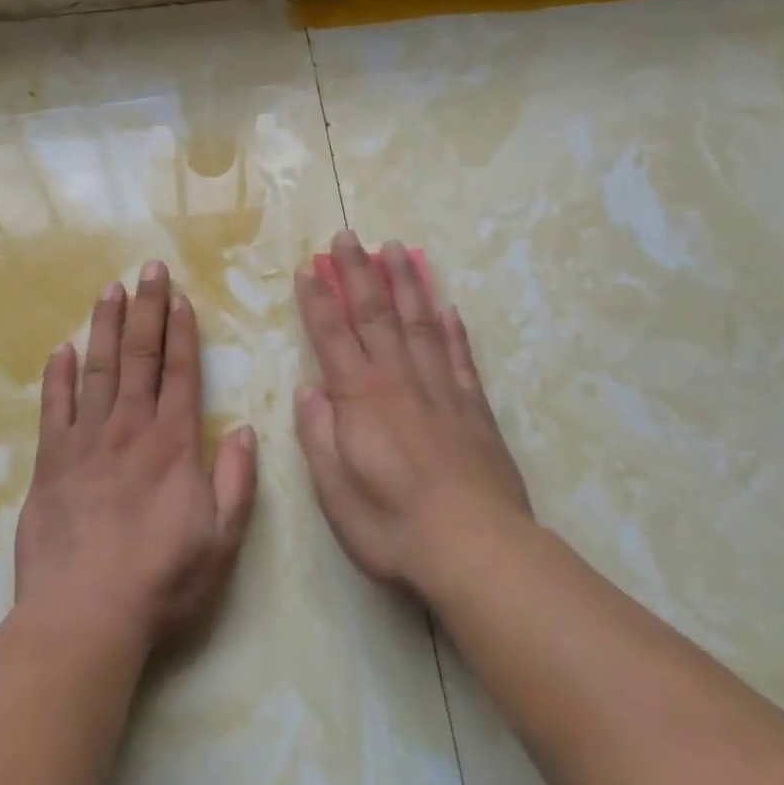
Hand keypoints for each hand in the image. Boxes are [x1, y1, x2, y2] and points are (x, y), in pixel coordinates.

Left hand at [14, 261, 258, 655]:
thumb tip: (245, 431)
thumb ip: (236, 481)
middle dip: (146, 308)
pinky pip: (54, 407)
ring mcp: (85, 441)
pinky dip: (58, 376)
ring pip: (97, 369)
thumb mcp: (222, 540)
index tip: (180, 296)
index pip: (180, 372)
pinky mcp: (50, 461)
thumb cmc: (161, 580)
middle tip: (148, 268)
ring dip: (105, 326)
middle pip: (139, 356)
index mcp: (172, 443)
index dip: (181, 331)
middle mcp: (129, 428)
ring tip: (110, 289)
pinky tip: (61, 349)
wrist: (84, 616)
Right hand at [293, 232, 531, 597]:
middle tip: (348, 235)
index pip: (332, 335)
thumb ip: (318, 434)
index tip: (307, 268)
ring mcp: (441, 388)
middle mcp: (398, 379)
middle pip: (374, 313)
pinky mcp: (474, 406)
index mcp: (360, 397)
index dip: (317, 300)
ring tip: (396, 248)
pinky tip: (446, 305)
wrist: (476, 549)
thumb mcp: (335, 491)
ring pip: (419, 321)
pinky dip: (452, 327)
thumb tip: (309, 389)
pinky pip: (460, 355)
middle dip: (357, 271)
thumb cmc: (392, 525)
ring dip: (405, 282)